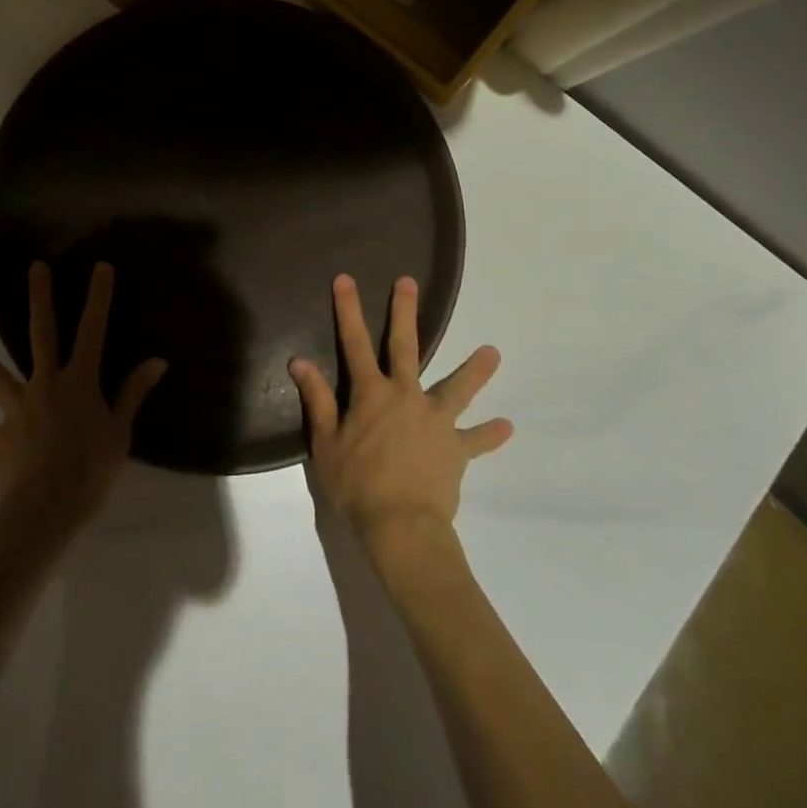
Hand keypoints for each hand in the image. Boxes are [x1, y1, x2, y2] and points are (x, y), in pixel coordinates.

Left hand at [0, 261, 165, 533]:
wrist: (49, 508)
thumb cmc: (91, 469)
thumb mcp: (121, 432)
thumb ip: (133, 393)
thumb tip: (157, 361)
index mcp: (79, 381)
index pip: (93, 331)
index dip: (98, 298)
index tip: (100, 267)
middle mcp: (46, 384)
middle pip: (42, 334)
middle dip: (40, 300)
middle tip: (35, 268)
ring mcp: (18, 409)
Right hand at [290, 274, 511, 559]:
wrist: (402, 527)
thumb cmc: (357, 486)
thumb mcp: (326, 444)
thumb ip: (318, 400)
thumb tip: (299, 361)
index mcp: (371, 394)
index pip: (354, 343)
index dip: (348, 310)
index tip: (345, 279)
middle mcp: (406, 396)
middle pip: (405, 347)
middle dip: (404, 313)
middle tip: (408, 283)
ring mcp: (435, 421)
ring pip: (457, 388)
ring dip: (474, 370)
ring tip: (494, 352)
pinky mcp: (455, 449)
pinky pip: (476, 440)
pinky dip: (490, 434)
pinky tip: (507, 426)